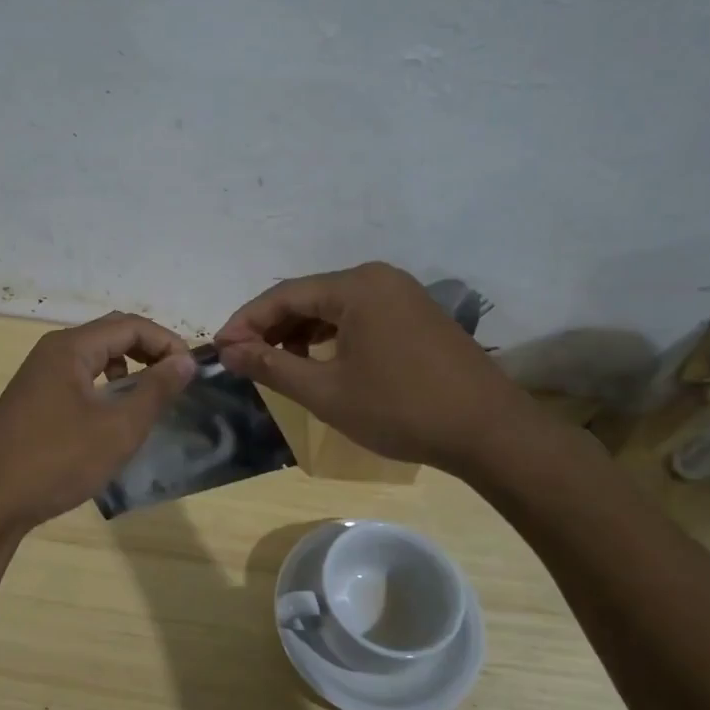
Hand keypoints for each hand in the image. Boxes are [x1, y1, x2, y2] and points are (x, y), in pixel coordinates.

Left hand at [0, 312, 196, 539]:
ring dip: (127, 370)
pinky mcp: (32, 402)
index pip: (130, 325)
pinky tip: (111, 420)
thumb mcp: (117, 428)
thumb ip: (156, 390)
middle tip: (177, 382)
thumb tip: (185, 359)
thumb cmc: (56, 461)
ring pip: (94, 358)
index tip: (192, 372)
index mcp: (70, 348)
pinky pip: (78, 380)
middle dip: (149, 352)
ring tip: (148, 401)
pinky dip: (104, 389)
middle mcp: (52, 352)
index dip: (167, 342)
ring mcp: (38, 377)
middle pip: (111, 335)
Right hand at [215, 262, 528, 467]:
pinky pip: (359, 316)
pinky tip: (320, 361)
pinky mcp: (416, 315)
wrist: (488, 431)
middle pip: (308, 295)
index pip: (283, 295)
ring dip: (300, 332)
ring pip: (334, 307)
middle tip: (245, 360)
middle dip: (272, 327)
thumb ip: (272, 366)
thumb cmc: (400, 409)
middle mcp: (379, 278)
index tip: (220, 350)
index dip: (245, 322)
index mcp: (356, 286)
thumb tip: (228, 351)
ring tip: (278, 365)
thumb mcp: (326, 391)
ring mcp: (402, 294)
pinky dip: (331, 336)